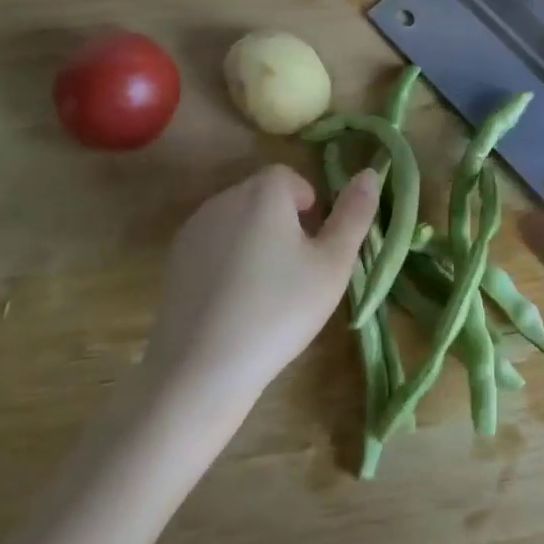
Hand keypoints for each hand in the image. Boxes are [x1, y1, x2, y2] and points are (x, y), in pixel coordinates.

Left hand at [145, 164, 379, 409]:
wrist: (200, 370)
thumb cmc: (279, 310)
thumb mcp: (332, 265)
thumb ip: (354, 214)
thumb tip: (370, 172)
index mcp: (264, 192)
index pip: (291, 178)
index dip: (309, 207)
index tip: (315, 246)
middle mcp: (225, 198)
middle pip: (263, 197)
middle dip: (283, 223)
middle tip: (297, 271)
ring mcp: (194, 229)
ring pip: (237, 221)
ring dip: (255, 241)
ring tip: (266, 291)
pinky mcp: (173, 261)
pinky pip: (213, 246)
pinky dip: (227, 262)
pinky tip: (234, 304)